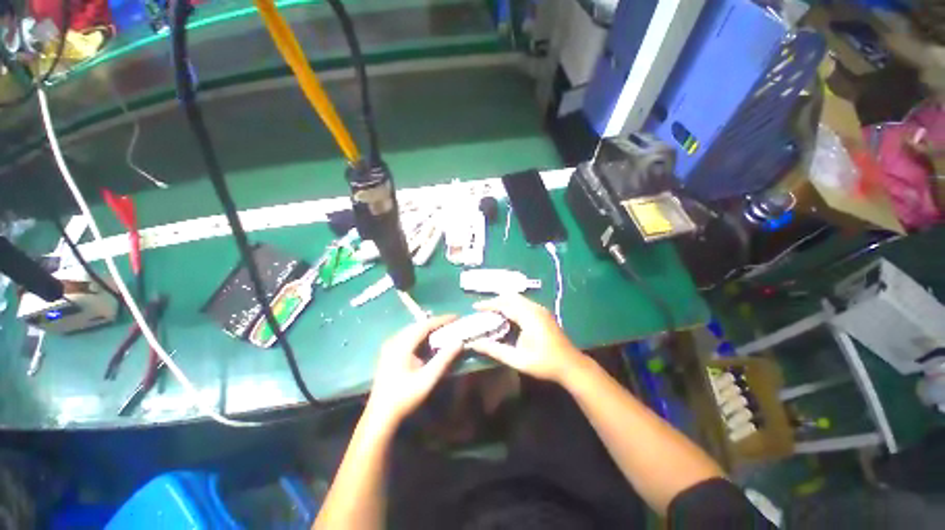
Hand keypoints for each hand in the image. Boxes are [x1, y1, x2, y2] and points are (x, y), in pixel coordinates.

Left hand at [364, 315, 463, 429]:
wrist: (380, 415)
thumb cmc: (405, 397)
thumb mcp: (428, 379)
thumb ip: (444, 359)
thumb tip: (459, 341)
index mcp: (402, 345)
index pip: (425, 325)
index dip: (442, 319)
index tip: (456, 317)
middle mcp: (394, 341)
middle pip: (418, 325)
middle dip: (436, 323)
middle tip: (452, 324)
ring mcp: (389, 346)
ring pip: (412, 330)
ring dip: (428, 329)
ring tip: (444, 330)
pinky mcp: (389, 353)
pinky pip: (408, 337)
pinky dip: (421, 336)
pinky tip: (428, 341)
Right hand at [469, 295, 584, 383]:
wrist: (571, 365)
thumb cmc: (544, 363)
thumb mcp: (517, 360)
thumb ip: (495, 350)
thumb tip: (474, 344)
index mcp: (528, 317)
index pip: (504, 304)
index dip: (488, 304)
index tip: (475, 307)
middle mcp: (535, 308)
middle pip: (511, 297)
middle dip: (495, 301)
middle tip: (482, 309)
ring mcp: (541, 309)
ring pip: (518, 298)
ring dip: (504, 302)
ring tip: (492, 312)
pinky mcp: (544, 313)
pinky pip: (524, 303)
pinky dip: (512, 305)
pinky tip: (508, 316)